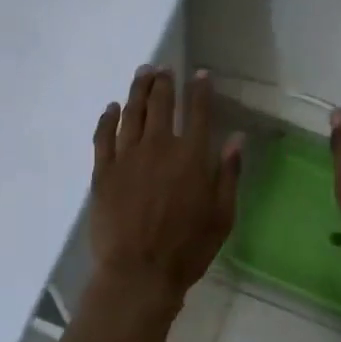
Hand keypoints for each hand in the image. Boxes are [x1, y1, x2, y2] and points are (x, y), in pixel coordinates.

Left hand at [92, 67, 243, 301]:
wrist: (138, 272)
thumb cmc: (188, 249)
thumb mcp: (222, 216)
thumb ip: (228, 174)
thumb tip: (237, 138)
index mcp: (191, 156)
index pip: (198, 112)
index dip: (200, 90)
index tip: (199, 73)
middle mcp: (159, 147)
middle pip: (161, 104)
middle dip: (164, 82)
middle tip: (163, 69)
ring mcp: (127, 157)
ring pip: (132, 113)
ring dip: (137, 91)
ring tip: (141, 74)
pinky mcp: (103, 171)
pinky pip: (103, 136)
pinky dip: (108, 118)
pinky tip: (111, 108)